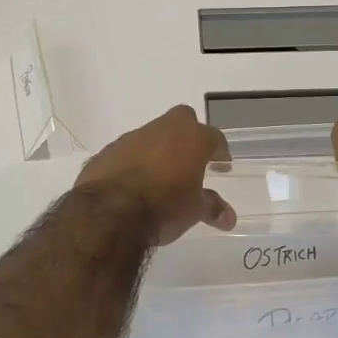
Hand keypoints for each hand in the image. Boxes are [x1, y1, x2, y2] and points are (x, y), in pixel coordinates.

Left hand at [76, 105, 235, 244]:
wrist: (109, 212)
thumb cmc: (164, 207)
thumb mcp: (194, 211)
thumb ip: (212, 208)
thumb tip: (229, 217)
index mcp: (192, 138)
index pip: (214, 137)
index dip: (219, 151)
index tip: (221, 164)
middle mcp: (164, 129)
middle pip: (183, 119)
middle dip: (189, 135)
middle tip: (191, 160)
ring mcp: (133, 137)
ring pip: (153, 134)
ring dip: (159, 149)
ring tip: (161, 176)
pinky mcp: (109, 150)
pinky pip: (128, 151)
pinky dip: (134, 161)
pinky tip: (133, 183)